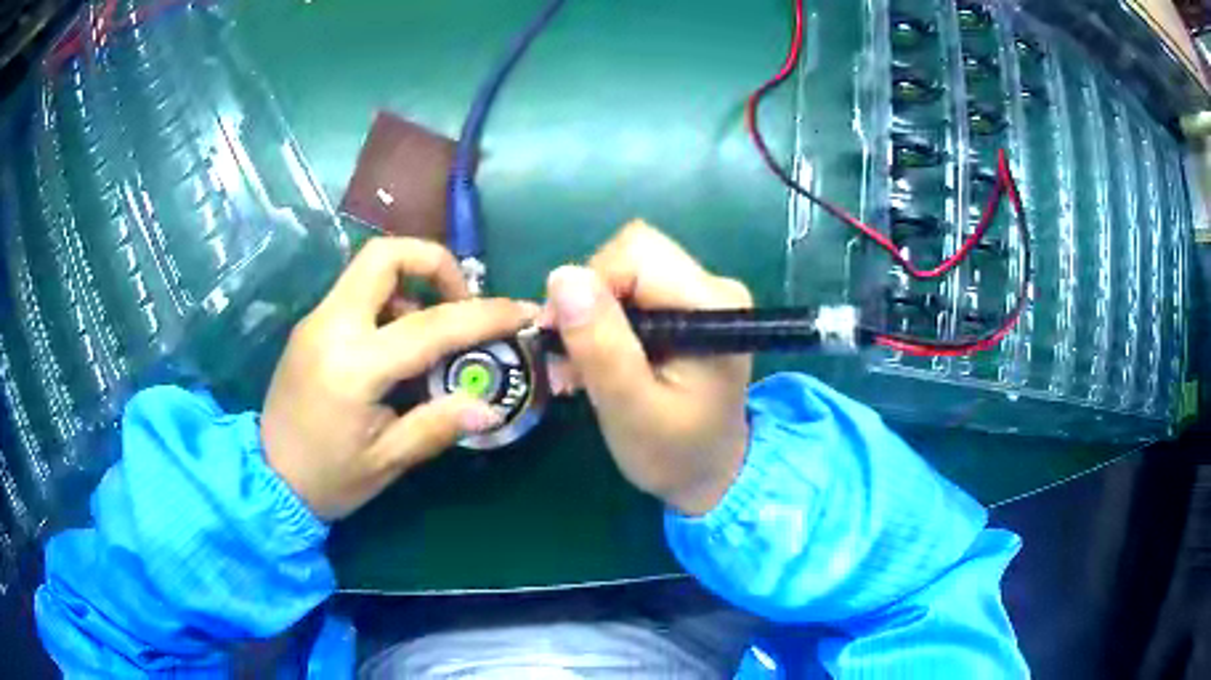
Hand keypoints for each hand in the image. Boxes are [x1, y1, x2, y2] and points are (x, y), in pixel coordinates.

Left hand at [262, 238, 536, 519]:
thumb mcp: (388, 461)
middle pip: (385, 255)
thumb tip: (489, 407)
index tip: (520, 311)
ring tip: (432, 331)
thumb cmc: (329, 478)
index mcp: (354, 365)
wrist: (267, 479)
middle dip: (434, 263)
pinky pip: (356, 293)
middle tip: (460, 301)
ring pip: (369, 268)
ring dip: (411, 283)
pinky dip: (388, 301)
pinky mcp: (311, 326)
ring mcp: (316, 320)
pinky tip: (398, 344)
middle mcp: (331, 326)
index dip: (484, 315)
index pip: (431, 324)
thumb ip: (439, 425)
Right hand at [545, 221, 752, 515]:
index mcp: (712, 305)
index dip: (589, 287)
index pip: (636, 253)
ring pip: (624, 271)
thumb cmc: (675, 452)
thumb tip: (562, 277)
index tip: (562, 338)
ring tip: (580, 369)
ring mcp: (701, 293)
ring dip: (590, 316)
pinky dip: (604, 323)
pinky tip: (596, 362)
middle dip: (587, 302)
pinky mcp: (686, 305)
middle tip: (568, 358)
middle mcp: (713, 287)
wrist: (710, 474)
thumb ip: (601, 346)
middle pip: (629, 256)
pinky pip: (631, 291)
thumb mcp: (631, 409)